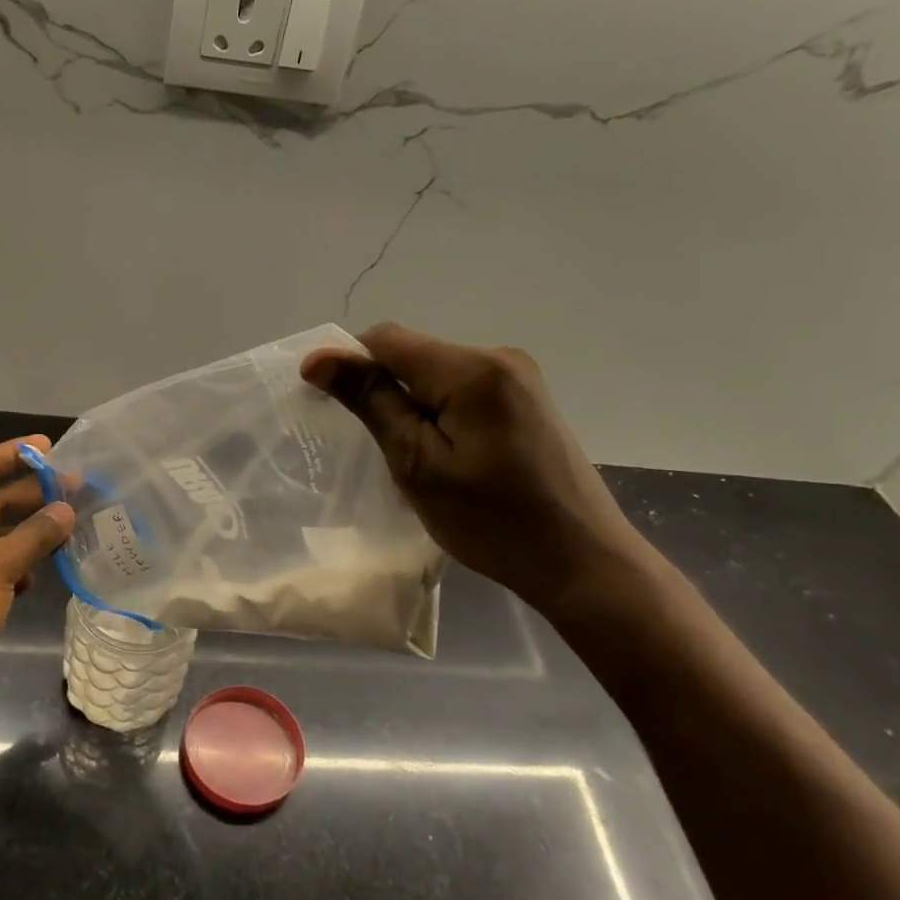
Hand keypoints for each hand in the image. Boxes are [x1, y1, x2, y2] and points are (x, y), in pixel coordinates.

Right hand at [301, 324, 650, 616]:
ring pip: (435, 375)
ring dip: (410, 407)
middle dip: (383, 393)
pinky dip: (437, 415)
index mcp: (472, 368)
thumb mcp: (418, 463)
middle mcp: (498, 357)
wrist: (580, 560)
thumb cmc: (492, 520)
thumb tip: (319, 357)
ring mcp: (518, 377)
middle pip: (413, 356)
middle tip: (378, 451)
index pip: (387, 339)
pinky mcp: (525, 400)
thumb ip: (371, 402)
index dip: (346, 363)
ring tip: (412, 461)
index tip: (323, 406)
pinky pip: (461, 391)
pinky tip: (444, 457)